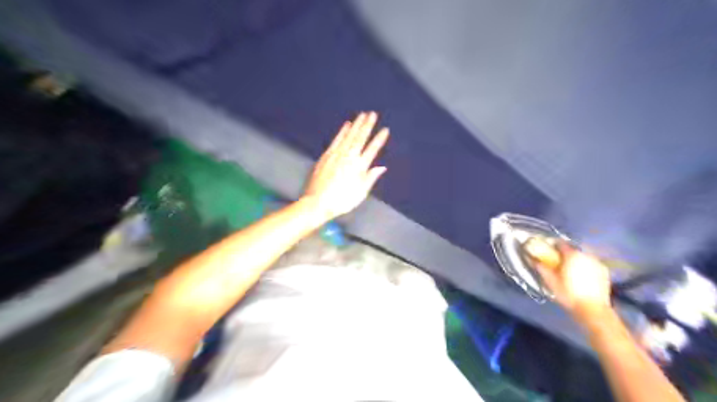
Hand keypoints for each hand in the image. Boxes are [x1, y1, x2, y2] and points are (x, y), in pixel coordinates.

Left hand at [304, 112, 390, 218]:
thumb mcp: (360, 193)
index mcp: (359, 167)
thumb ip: (370, 178)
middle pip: (360, 138)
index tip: (385, 130)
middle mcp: (349, 157)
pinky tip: (347, 125)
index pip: (372, 150)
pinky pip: (336, 140)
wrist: (317, 202)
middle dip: (367, 125)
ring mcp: (336, 155)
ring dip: (356, 125)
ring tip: (362, 115)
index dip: (379, 139)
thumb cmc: (341, 201)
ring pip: (349, 136)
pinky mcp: (326, 155)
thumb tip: (382, 167)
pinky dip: (342, 131)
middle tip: (373, 114)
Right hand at [525, 240, 611, 323]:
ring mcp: (597, 263)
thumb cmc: (568, 293)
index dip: (552, 246)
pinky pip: (591, 263)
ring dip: (575, 259)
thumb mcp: (550, 281)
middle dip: (564, 254)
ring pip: (582, 256)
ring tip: (570, 269)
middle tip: (558, 262)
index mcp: (571, 255)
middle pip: (572, 249)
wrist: (593, 309)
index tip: (547, 250)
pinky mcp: (604, 271)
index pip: (560, 243)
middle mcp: (585, 255)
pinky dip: (585, 266)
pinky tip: (581, 275)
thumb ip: (540, 267)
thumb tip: (531, 258)